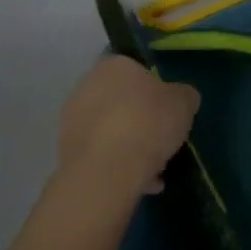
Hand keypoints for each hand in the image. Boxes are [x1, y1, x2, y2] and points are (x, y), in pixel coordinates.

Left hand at [57, 56, 199, 201]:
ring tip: (154, 172)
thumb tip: (182, 98)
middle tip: (161, 142)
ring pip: (110, 130)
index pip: (136, 70)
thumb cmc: (148, 123)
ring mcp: (72, 118)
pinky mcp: (66, 150)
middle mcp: (87, 84)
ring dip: (130, 147)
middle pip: (121, 101)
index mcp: (114, 65)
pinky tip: (140, 184)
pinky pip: (100, 154)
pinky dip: (117, 167)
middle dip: (141, 121)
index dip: (155, 92)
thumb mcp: (184, 103)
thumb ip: (184, 96)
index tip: (168, 113)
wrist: (106, 170)